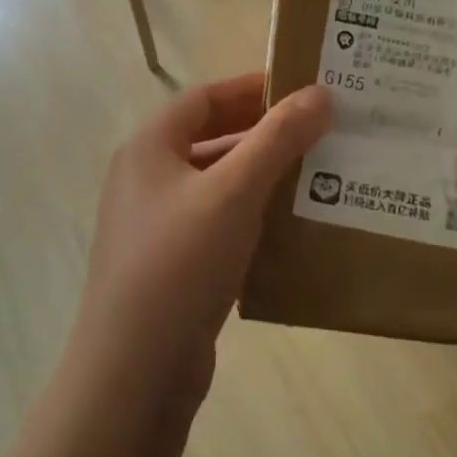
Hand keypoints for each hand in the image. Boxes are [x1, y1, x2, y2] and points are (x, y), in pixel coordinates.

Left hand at [78, 74, 331, 396]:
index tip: (302, 88)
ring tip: (316, 175)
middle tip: (318, 131)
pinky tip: (290, 227)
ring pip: (216, 185)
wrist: (136, 368)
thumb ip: (277, 139)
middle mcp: (146, 179)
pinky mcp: (170, 265)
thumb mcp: (234, 191)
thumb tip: (320, 93)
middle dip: (263, 133)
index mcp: (149, 149)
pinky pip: (216, 224)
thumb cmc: (181, 262)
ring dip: (261, 177)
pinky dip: (250, 217)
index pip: (204, 97)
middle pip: (210, 139)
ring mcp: (155, 225)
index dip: (252, 88)